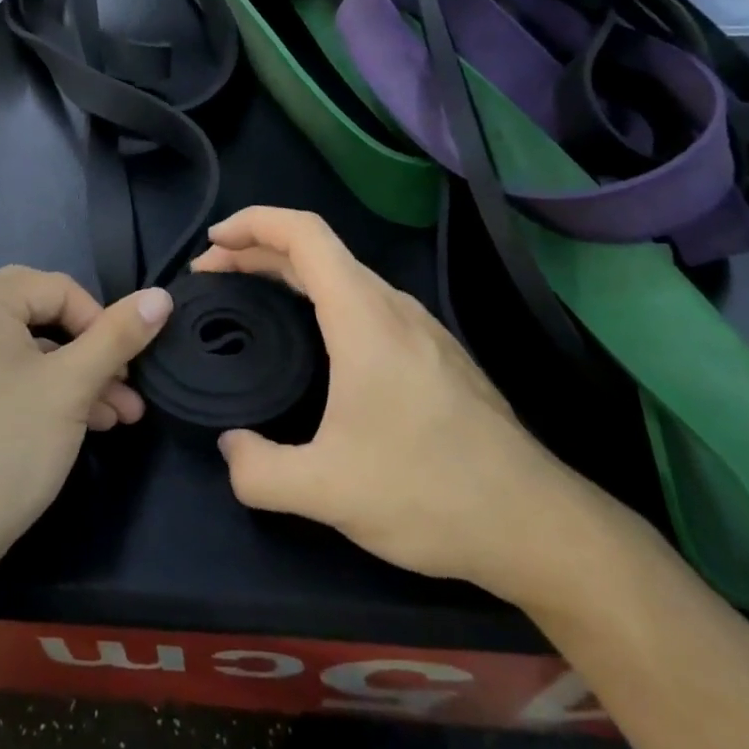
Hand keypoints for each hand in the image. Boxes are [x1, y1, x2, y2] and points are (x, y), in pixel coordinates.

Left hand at [0, 267, 172, 598]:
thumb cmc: (4, 449)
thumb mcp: (71, 388)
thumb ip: (118, 336)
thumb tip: (161, 296)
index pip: (59, 288)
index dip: (102, 323)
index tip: (127, 369)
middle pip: (42, 317)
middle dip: (92, 352)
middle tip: (126, 388)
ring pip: (25, 352)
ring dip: (74, 379)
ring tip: (118, 418)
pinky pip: (1, 377)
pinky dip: (40, 394)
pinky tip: (77, 428)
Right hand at [196, 207, 614, 599]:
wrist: (537, 525)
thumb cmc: (429, 493)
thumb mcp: (327, 492)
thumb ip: (259, 471)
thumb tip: (230, 450)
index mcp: (363, 315)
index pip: (303, 233)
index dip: (252, 223)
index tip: (211, 244)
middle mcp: (392, 306)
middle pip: (317, 250)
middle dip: (257, 250)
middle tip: (211, 274)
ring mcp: (419, 327)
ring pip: (343, 275)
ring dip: (289, 273)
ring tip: (251, 296)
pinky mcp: (434, 352)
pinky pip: (364, 301)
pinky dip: (319, 298)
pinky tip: (311, 338)